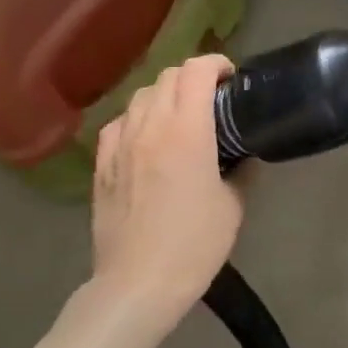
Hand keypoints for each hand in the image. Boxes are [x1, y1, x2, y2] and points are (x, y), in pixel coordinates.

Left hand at [92, 54, 242, 316]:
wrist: (139, 282)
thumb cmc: (194, 245)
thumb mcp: (233, 207)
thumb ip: (242, 172)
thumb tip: (246, 157)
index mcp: (186, 132)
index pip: (195, 72)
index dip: (216, 64)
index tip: (232, 76)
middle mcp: (149, 128)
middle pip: (166, 78)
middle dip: (192, 77)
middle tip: (213, 97)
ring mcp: (119, 145)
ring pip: (140, 97)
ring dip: (164, 95)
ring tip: (181, 115)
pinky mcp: (101, 165)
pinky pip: (118, 124)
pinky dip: (137, 119)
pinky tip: (146, 138)